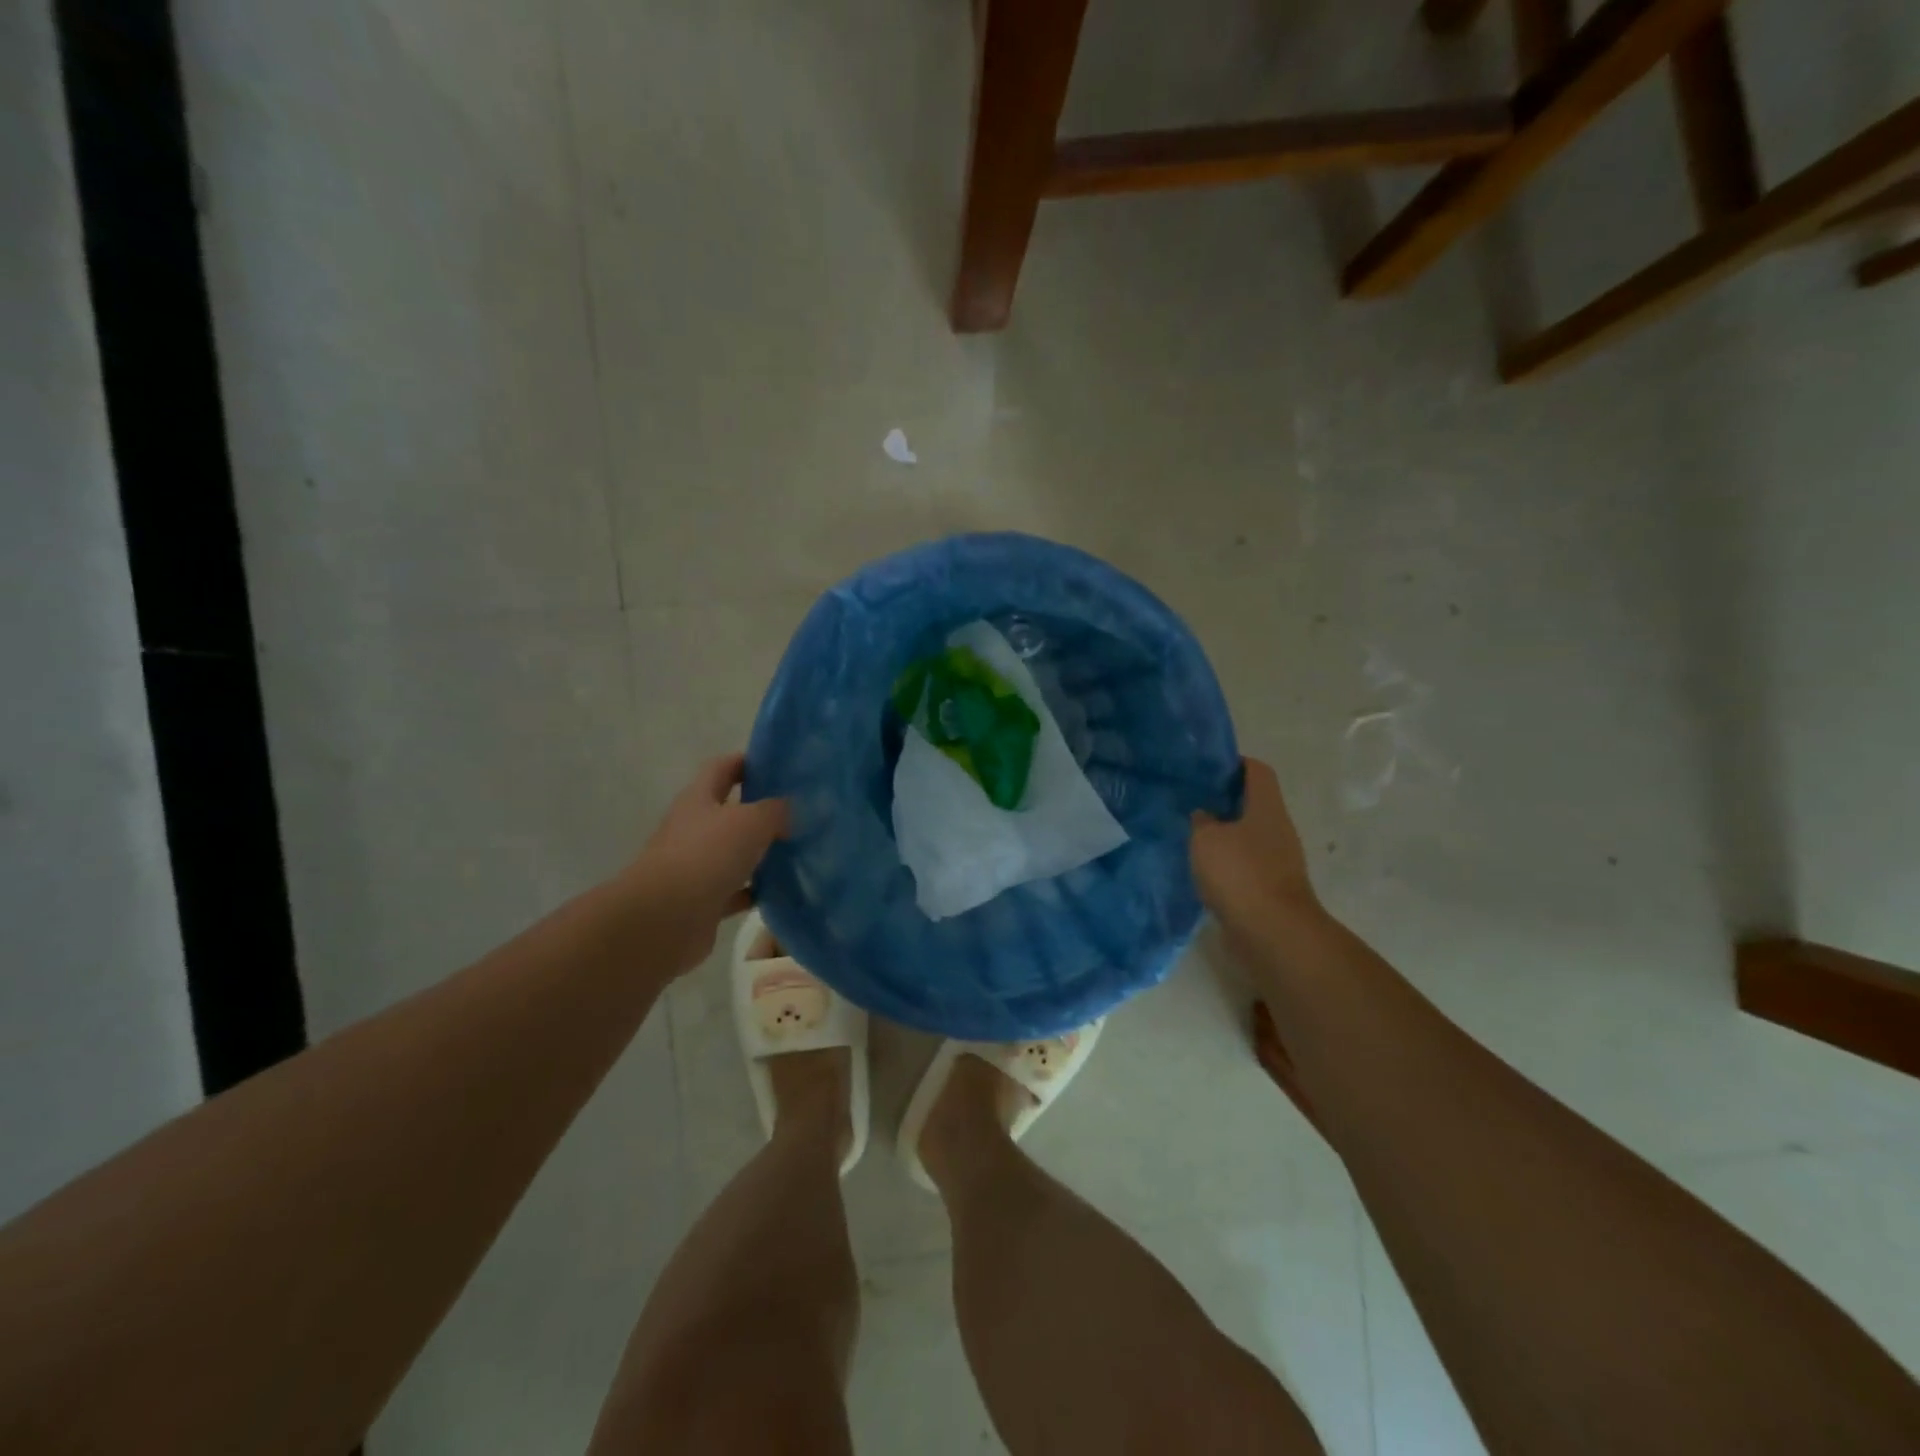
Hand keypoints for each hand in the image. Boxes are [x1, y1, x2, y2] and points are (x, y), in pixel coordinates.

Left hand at [623, 754, 788, 974]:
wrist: (664, 919)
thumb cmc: (706, 856)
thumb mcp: (750, 822)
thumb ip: (775, 811)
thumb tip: (790, 809)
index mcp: (698, 799)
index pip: (722, 768)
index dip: (747, 762)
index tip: (778, 765)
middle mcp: (693, 828)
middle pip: (728, 811)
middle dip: (759, 809)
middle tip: (798, 809)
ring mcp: (695, 866)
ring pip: (733, 852)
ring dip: (759, 851)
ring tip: (796, 849)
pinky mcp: (701, 901)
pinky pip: (734, 890)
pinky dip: (754, 889)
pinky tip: (780, 889)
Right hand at [1190, 758, 1318, 930]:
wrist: (1272, 933)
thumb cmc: (1240, 874)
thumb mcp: (1206, 839)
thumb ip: (1201, 821)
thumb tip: (1204, 816)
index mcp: (1267, 808)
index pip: (1257, 770)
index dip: (1233, 763)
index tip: (1204, 768)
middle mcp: (1278, 829)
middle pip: (1252, 803)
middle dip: (1223, 800)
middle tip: (1189, 800)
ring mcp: (1278, 860)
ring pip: (1248, 835)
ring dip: (1223, 834)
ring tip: (1190, 835)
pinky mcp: (1271, 887)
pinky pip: (1246, 864)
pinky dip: (1226, 862)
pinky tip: (1202, 869)